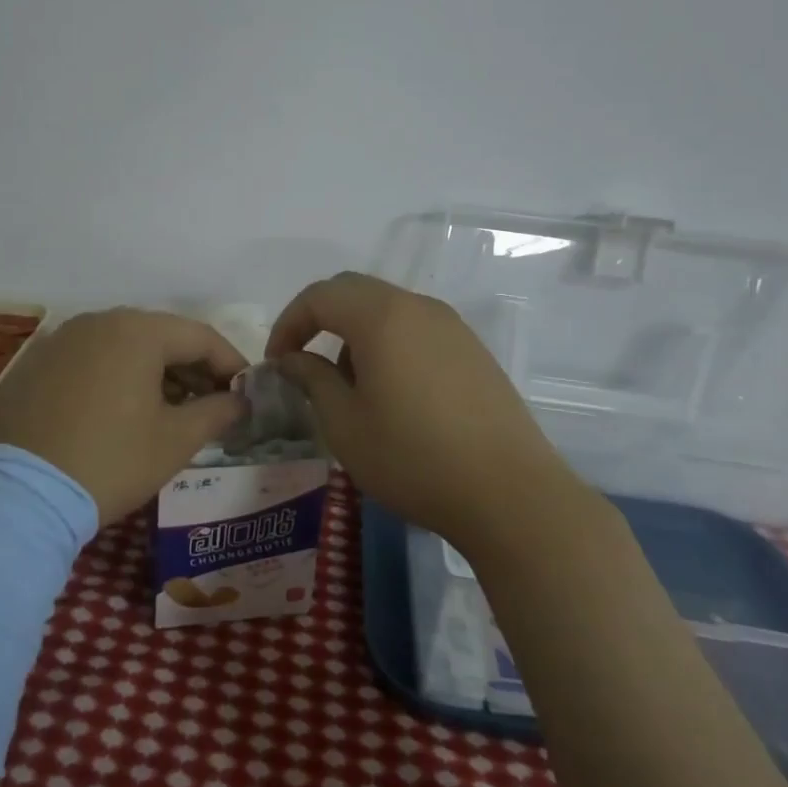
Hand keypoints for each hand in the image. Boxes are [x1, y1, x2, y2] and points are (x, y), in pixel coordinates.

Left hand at [0, 309, 248, 524]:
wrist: (20, 495)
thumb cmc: (111, 461)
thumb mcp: (175, 441)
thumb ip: (216, 412)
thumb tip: (239, 401)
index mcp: (137, 330)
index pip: (200, 336)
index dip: (230, 363)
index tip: (247, 392)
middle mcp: (98, 321)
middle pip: (161, 336)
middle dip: (194, 368)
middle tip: (214, 403)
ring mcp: (63, 339)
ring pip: (125, 346)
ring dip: (157, 372)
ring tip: (175, 410)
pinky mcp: (38, 363)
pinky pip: (93, 359)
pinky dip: (119, 376)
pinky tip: (126, 410)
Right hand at [265, 272, 578, 556]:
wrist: (510, 494)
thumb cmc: (413, 458)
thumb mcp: (345, 424)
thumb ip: (312, 380)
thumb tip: (293, 360)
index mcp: (381, 317)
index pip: (320, 296)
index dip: (289, 323)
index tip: (277, 362)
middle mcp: (418, 307)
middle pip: (354, 291)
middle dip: (320, 320)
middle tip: (304, 361)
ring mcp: (452, 326)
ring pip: (388, 309)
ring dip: (356, 333)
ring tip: (349, 385)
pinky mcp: (474, 351)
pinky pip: (417, 329)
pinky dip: (389, 344)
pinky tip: (393, 393)